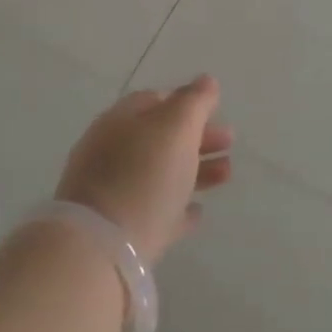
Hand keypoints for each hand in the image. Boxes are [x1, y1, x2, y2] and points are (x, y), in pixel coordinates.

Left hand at [57, 75, 232, 263]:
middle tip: (230, 142)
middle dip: (197, 137)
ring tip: (226, 175)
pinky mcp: (119, 232)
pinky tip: (197, 213)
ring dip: (196, 170)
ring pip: (161, 174)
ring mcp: (112, 193)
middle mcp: (112, 152)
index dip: (187, 102)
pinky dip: (177, 208)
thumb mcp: (176, 127)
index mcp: (120, 121)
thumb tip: (206, 81)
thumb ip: (194, 102)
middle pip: (160, 138)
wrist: (101, 250)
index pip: (155, 100)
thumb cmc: (143, 175)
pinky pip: (154, 212)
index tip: (216, 111)